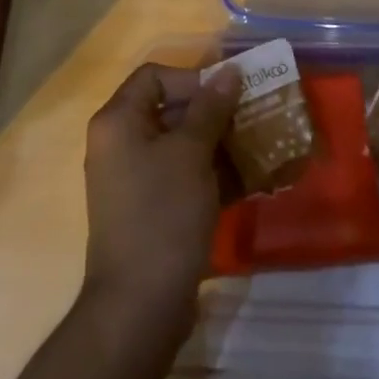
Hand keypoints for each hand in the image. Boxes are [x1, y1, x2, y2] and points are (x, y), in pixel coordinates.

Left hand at [82, 62, 239, 327]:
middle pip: (169, 109)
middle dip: (214, 113)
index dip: (192, 79)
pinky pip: (182, 177)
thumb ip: (211, 108)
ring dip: (219, 144)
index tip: (227, 96)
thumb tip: (229, 71)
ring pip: (181, 145)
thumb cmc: (163, 215)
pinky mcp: (150, 210)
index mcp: (118, 121)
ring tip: (260, 148)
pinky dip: (212, 174)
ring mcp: (134, 179)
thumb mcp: (191, 154)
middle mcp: (120, 143)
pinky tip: (249, 181)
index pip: (154, 77)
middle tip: (252, 119)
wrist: (139, 307)